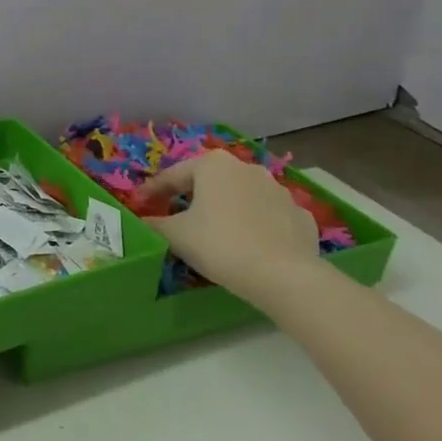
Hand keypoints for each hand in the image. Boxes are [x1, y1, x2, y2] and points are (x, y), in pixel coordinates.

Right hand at [132, 149, 318, 298]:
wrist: (284, 276)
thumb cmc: (220, 244)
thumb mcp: (175, 235)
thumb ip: (153, 224)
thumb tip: (143, 222)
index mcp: (213, 164)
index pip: (173, 175)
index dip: (153, 191)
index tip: (140, 205)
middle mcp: (247, 167)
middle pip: (209, 182)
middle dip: (192, 198)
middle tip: (177, 218)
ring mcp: (279, 190)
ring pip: (242, 197)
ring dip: (227, 210)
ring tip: (216, 234)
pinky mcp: (301, 216)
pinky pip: (270, 217)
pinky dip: (257, 226)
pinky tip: (252, 244)